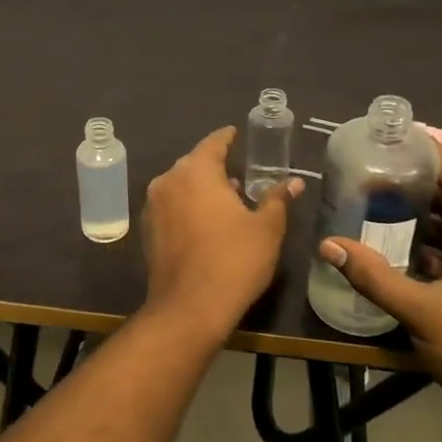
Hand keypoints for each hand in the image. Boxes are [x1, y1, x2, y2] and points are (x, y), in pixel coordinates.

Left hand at [142, 126, 302, 340]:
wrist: (189, 308)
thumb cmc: (234, 261)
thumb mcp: (266, 229)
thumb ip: (277, 199)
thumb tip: (293, 182)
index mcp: (196, 171)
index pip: (214, 143)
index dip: (228, 137)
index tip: (237, 134)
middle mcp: (168, 181)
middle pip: (194, 164)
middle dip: (215, 166)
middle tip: (239, 172)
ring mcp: (153, 206)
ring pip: (180, 186)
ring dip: (201, 189)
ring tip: (227, 200)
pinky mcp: (148, 230)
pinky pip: (171, 207)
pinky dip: (188, 207)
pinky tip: (206, 223)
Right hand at [318, 149, 441, 414]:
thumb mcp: (421, 312)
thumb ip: (373, 275)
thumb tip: (327, 244)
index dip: (427, 156)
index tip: (394, 134)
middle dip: (414, 183)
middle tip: (370, 165)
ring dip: (417, 213)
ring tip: (373, 193)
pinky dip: (425, 241)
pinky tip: (390, 236)